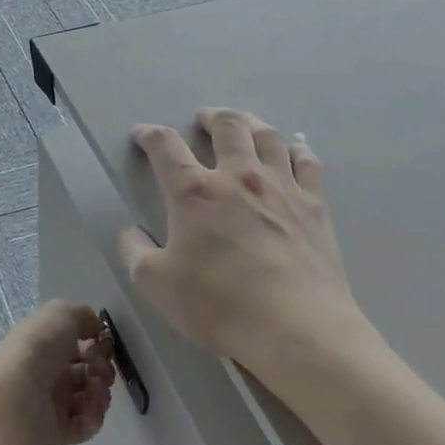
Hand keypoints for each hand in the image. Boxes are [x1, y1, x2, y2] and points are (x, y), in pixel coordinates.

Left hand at [0, 300, 116, 444]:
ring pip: (90, 398)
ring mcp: (52, 405)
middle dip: (102, 369)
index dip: (96, 344)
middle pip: (88, 372)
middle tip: (98, 371)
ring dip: (100, 393)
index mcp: (45, 346)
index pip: (78, 345)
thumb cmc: (38, 349)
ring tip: (93, 391)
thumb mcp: (60, 313)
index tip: (103, 344)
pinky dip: (93, 417)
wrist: (16, 398)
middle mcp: (48, 374)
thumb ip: (82, 315)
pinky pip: (85, 425)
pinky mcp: (58, 432)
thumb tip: (95, 327)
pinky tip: (88, 411)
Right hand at [118, 110, 363, 373]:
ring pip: (268, 136)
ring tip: (244, 123)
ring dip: (251, 123)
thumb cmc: (218, 305)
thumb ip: (135, 252)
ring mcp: (282, 187)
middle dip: (210, 118)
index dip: (150, 136)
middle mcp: (239, 177)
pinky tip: (293, 148)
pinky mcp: (314, 205)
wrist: (294, 326)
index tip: (142, 134)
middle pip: (227, 127)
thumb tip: (129, 231)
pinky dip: (296, 148)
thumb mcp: (156, 285)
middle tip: (202, 119)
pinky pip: (307, 162)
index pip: (166, 148)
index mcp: (195, 193)